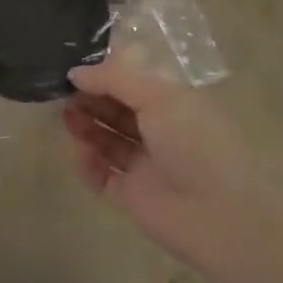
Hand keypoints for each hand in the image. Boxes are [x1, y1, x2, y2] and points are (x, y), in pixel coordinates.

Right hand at [61, 58, 282, 281]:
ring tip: (66, 117)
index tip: (76, 67)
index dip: (106, 73)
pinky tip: (78, 151)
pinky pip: (101, 175)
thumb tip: (76, 72)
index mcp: (174, 102)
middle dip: (91, 98)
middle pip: (117, 109)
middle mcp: (159, 130)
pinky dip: (87, 163)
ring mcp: (145, 164)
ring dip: (85, 126)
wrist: (219, 215)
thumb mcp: (159, 97)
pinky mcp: (131, 195)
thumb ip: (115, 79)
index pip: (134, 81)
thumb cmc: (194, 142)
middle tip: (63, 91)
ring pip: (107, 140)